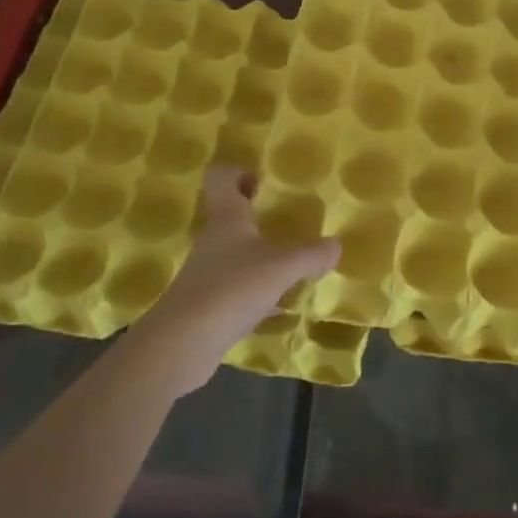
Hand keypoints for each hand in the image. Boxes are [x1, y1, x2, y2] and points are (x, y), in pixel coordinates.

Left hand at [127, 167, 338, 392]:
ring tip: (289, 265)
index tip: (261, 182)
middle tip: (284, 221)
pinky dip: (256, 293)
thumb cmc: (231, 288)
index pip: (220, 179)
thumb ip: (310, 255)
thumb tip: (336, 245)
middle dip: (254, 216)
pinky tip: (279, 307)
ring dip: (257, 256)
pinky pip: (236, 290)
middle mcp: (213, 241)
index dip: (237, 173)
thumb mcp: (281, 268)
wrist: (181, 345)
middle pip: (229, 217)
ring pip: (234, 255)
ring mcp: (206, 274)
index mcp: (227, 219)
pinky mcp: (206, 306)